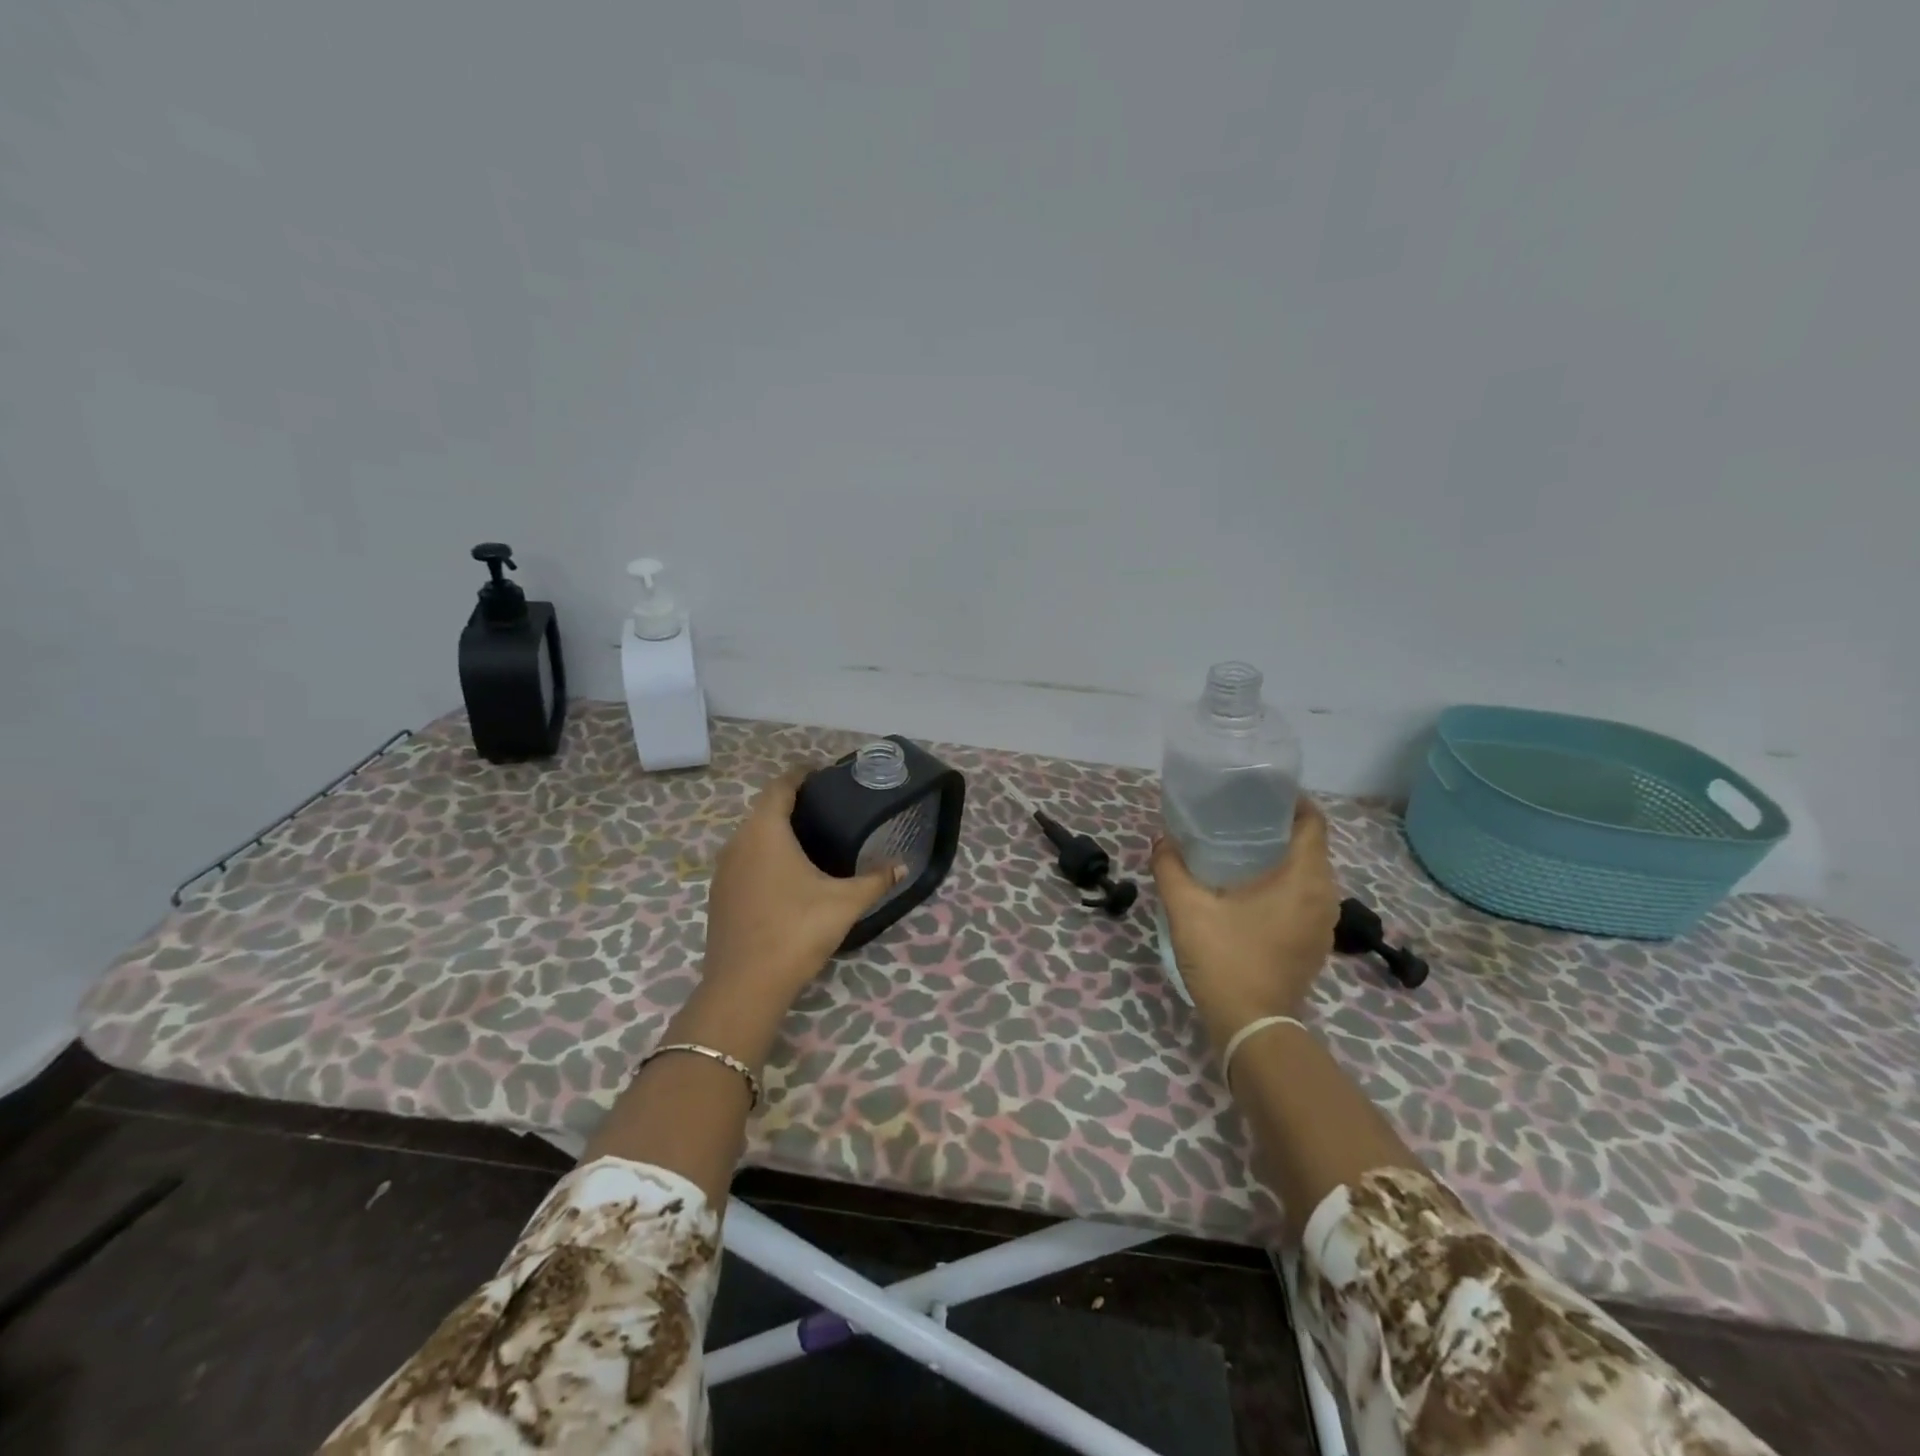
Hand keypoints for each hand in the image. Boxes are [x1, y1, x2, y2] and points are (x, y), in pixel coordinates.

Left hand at [701, 767, 901, 1007]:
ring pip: (750, 838)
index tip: (821, 772)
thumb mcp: (845, 903)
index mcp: (765, 832)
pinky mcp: (719, 896)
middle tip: (825, 808)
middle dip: (790, 803)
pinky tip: (786, 876)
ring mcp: (723, 871)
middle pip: (763, 810)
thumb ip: (875, 881)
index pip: (779, 787)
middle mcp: (738, 843)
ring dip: (775, 832)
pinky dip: (764, 857)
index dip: (799, 775)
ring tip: (809, 839)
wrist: (745, 986)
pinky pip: (744, 861)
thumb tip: (903, 867)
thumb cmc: (797, 930)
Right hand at [1151, 796, 1339, 1044]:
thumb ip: (1171, 867)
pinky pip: (1306, 896)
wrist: (1252, 1026)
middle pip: (1312, 845)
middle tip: (1240, 816)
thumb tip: (1162, 839)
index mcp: (1303, 879)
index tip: (1259, 793)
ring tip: (1242, 848)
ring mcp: (1322, 922)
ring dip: (1283, 856)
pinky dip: (1285, 882)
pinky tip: (1250, 888)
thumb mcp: (1187, 908)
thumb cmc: (1225, 959)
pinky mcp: (1314, 942)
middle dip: (1281, 826)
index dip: (1291, 801)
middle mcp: (1324, 895)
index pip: (1314, 822)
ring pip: (1310, 873)